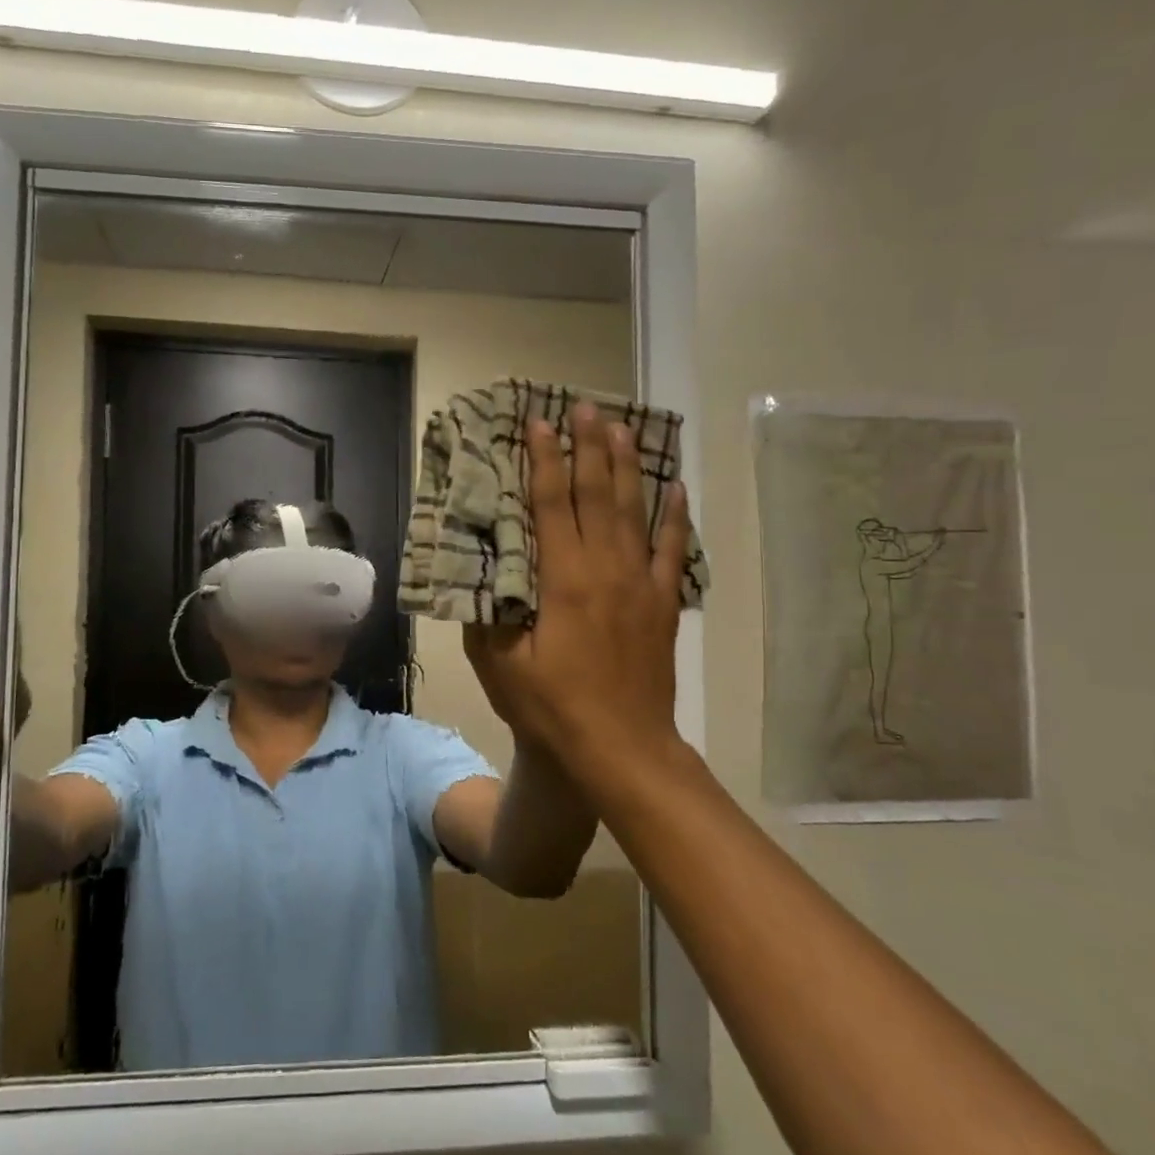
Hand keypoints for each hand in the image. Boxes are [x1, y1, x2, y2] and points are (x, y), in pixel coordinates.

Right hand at [462, 404, 692, 774]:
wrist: (621, 748)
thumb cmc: (552, 706)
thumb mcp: (499, 664)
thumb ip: (486, 611)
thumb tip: (479, 568)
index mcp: (564, 579)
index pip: (553, 504)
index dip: (545, 460)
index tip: (539, 422)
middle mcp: (607, 569)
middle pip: (599, 494)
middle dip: (589, 446)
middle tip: (584, 407)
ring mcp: (641, 584)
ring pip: (635, 511)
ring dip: (627, 466)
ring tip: (622, 427)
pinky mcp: (662, 604)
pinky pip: (671, 549)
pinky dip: (674, 516)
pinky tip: (676, 488)